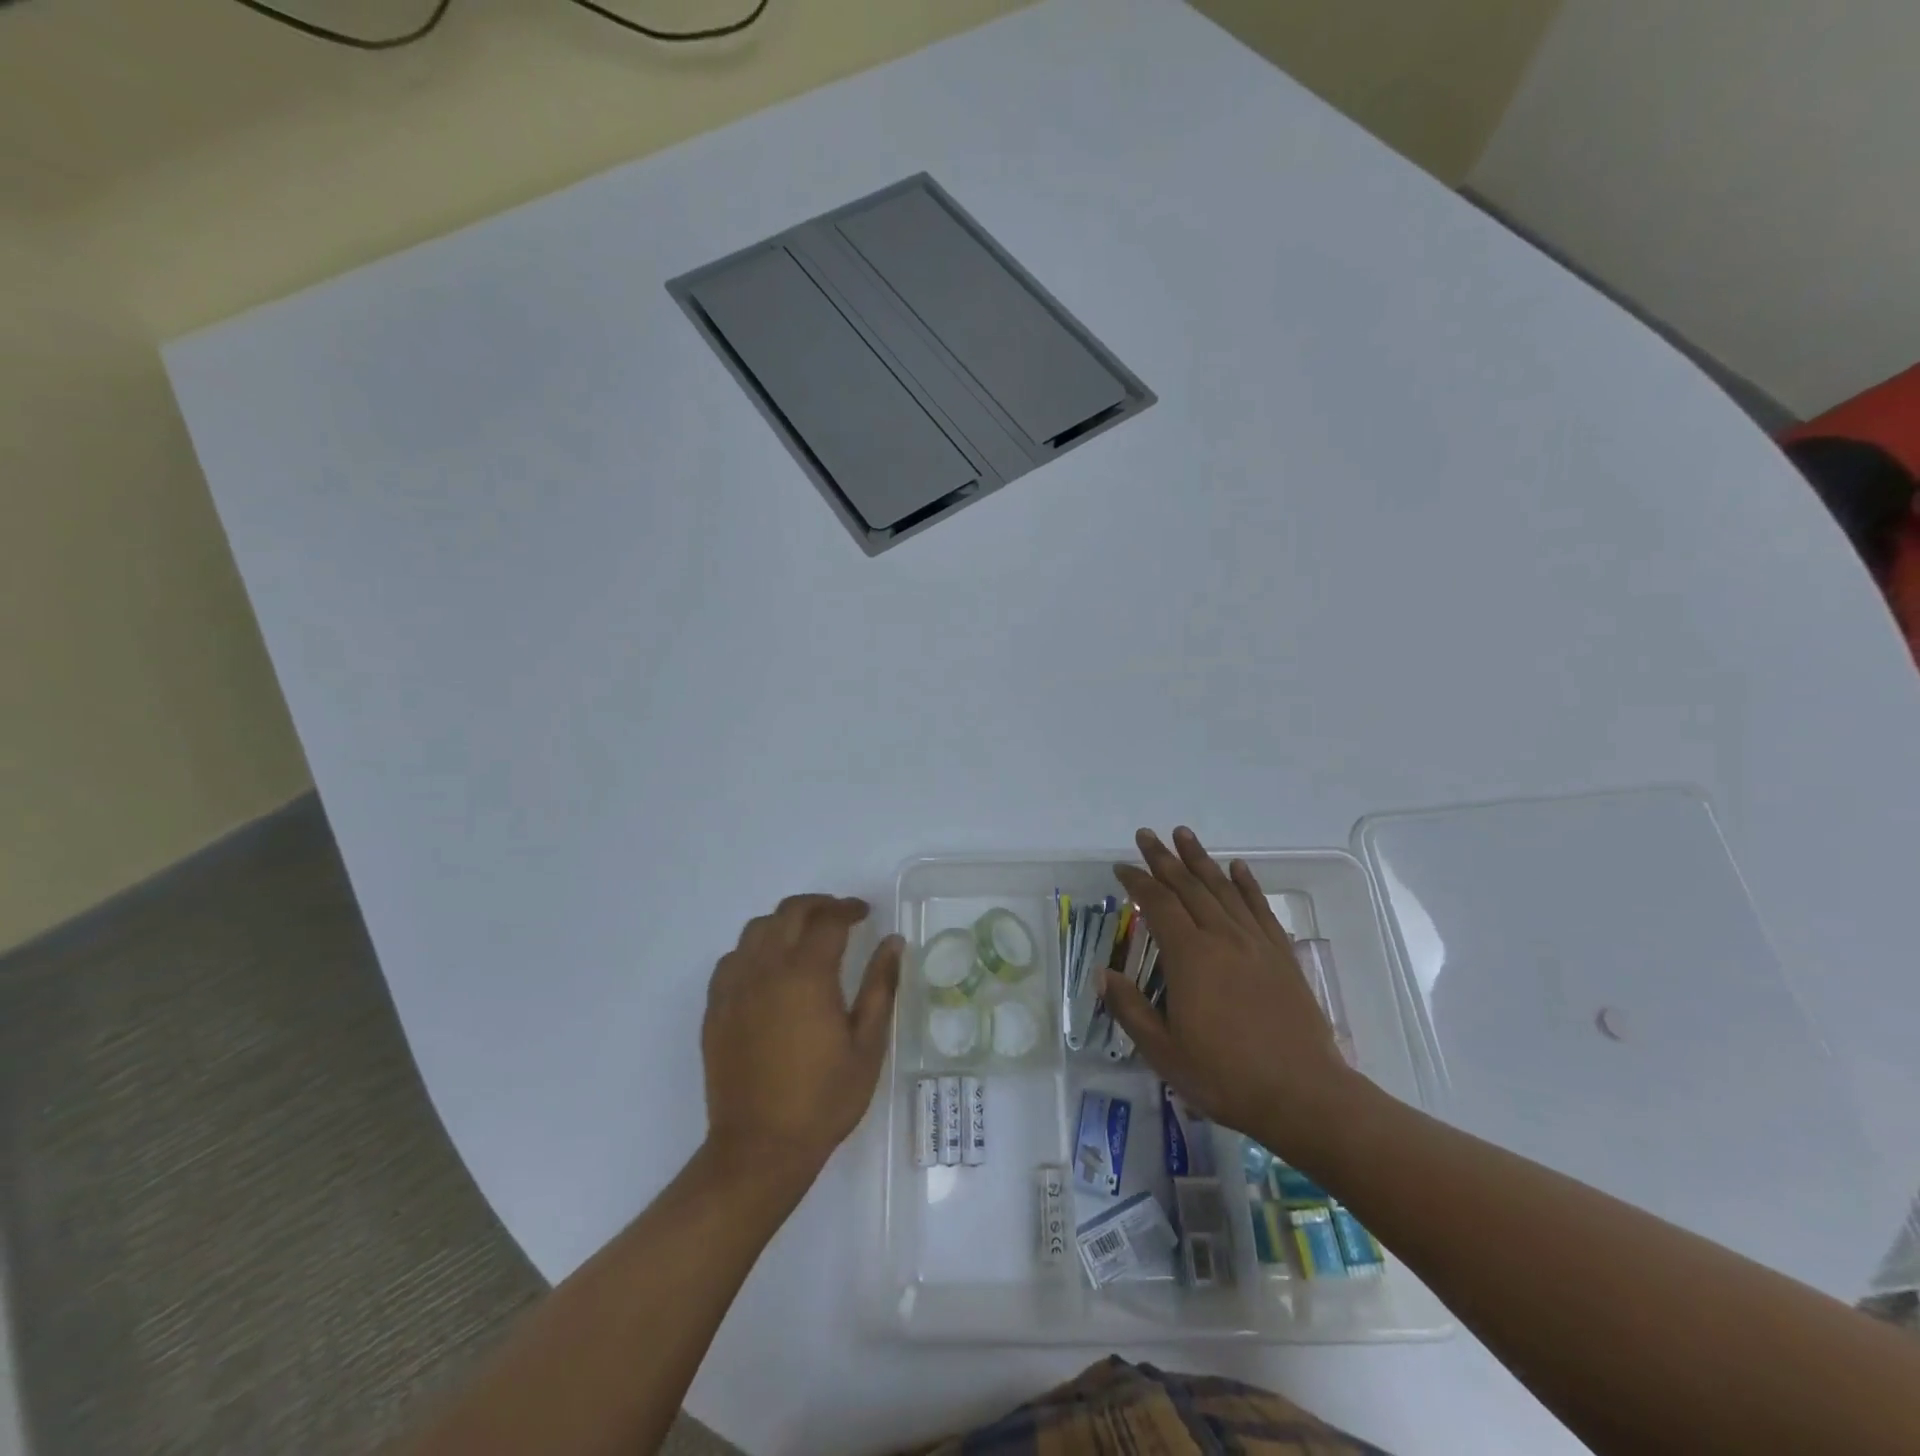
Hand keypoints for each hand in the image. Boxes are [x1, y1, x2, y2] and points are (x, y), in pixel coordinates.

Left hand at [702, 895, 901, 1187]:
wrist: (760, 1148)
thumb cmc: (824, 1099)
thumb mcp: (867, 1044)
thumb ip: (880, 986)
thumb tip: (893, 943)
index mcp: (807, 975)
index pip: (828, 920)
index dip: (849, 909)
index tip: (864, 913)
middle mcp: (766, 969)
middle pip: (789, 912)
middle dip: (817, 904)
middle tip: (839, 915)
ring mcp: (735, 987)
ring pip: (756, 929)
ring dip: (784, 922)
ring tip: (805, 937)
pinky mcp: (716, 1008)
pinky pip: (732, 958)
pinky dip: (754, 948)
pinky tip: (769, 969)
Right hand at [1106, 827, 1363, 1162]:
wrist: (1303, 1095)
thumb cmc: (1225, 1076)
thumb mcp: (1163, 1052)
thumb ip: (1130, 1009)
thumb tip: (1103, 974)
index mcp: (1189, 956)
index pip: (1157, 904)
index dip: (1137, 882)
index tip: (1121, 867)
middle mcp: (1221, 937)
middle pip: (1188, 886)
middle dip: (1164, 859)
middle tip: (1147, 835)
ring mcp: (1256, 943)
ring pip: (1223, 889)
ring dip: (1201, 860)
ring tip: (1184, 835)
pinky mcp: (1282, 955)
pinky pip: (1260, 908)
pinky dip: (1247, 884)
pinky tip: (1238, 868)